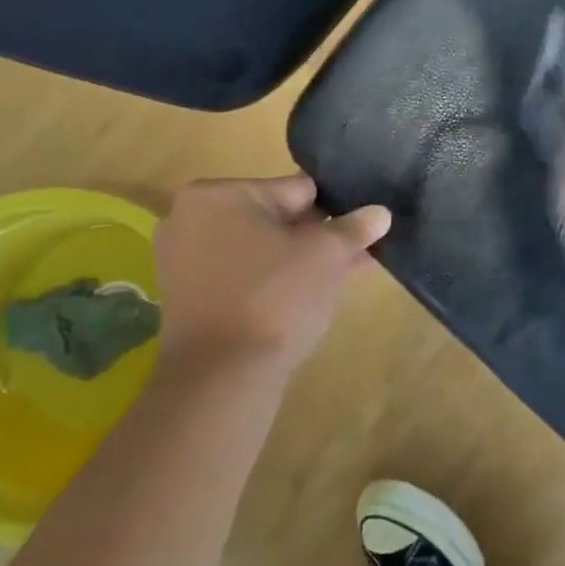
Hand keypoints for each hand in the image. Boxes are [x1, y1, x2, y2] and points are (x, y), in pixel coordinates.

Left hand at [153, 176, 390, 381]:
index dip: (335, 209)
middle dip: (318, 235)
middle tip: (356, 252)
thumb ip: (355, 227)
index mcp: (219, 194)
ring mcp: (184, 260)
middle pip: (277, 218)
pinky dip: (274, 279)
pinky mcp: (188, 297)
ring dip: (301, 258)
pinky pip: (244, 274)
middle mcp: (191, 218)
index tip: (361, 228)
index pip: (297, 189)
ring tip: (346, 272)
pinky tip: (313, 292)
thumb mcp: (328, 254)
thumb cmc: (275, 295)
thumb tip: (380, 213)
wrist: (222, 376)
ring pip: (262, 248)